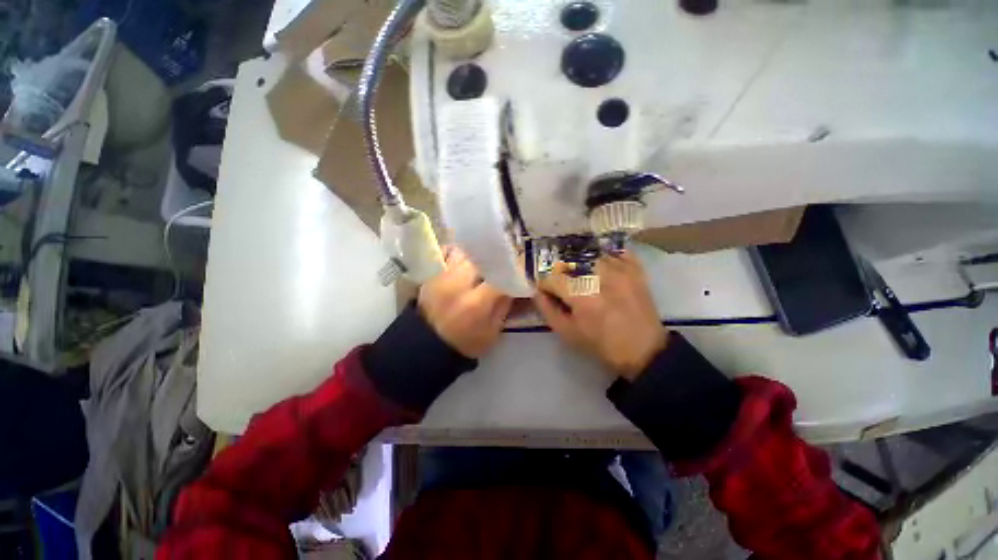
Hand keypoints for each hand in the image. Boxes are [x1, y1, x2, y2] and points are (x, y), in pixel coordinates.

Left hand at [418, 247, 512, 357]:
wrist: (427, 346)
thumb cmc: (464, 343)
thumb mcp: (491, 333)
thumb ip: (503, 307)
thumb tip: (512, 285)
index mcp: (475, 303)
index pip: (499, 276)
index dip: (511, 271)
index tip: (519, 270)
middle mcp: (457, 284)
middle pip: (481, 259)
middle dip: (494, 260)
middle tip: (501, 263)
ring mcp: (441, 278)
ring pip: (464, 253)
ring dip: (477, 256)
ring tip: (483, 261)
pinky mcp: (431, 276)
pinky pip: (447, 255)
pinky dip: (459, 255)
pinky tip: (465, 261)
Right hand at [534, 252, 667, 378]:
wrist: (644, 350)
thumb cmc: (601, 344)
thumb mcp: (567, 332)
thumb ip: (547, 309)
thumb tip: (537, 291)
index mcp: (582, 295)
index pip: (552, 278)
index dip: (545, 285)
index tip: (548, 293)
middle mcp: (600, 276)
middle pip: (570, 262)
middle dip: (562, 274)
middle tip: (565, 287)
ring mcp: (621, 269)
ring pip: (590, 255)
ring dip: (582, 265)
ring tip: (584, 279)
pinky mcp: (636, 269)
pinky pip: (615, 252)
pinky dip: (605, 257)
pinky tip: (602, 269)